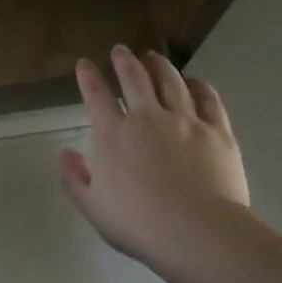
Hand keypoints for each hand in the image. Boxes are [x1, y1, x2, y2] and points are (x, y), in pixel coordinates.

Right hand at [60, 46, 250, 270]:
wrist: (197, 232)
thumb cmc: (138, 224)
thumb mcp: (93, 207)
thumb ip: (75, 178)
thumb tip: (65, 153)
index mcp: (113, 134)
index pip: (96, 95)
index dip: (88, 76)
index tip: (85, 64)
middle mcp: (147, 117)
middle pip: (134, 78)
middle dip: (124, 60)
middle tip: (120, 50)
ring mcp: (185, 120)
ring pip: (171, 81)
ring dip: (159, 65)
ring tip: (154, 56)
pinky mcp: (217, 131)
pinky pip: (207, 99)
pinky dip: (198, 85)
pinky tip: (194, 80)